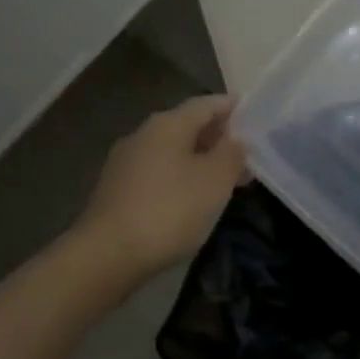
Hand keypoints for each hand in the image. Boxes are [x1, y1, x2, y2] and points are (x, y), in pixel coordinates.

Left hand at [73, 95, 245, 283]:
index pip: (205, 104)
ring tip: (223, 177)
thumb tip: (236, 138)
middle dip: (216, 136)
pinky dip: (179, 176)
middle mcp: (143, 134)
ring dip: (198, 159)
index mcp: (167, 124)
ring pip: (171, 151)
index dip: (230, 106)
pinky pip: (157, 172)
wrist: (107, 255)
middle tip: (244, 151)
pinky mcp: (116, 190)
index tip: (252, 112)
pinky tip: (191, 197)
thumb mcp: (214, 181)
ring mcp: (125, 162)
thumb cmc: (169, 210)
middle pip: (186, 126)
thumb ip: (231, 154)